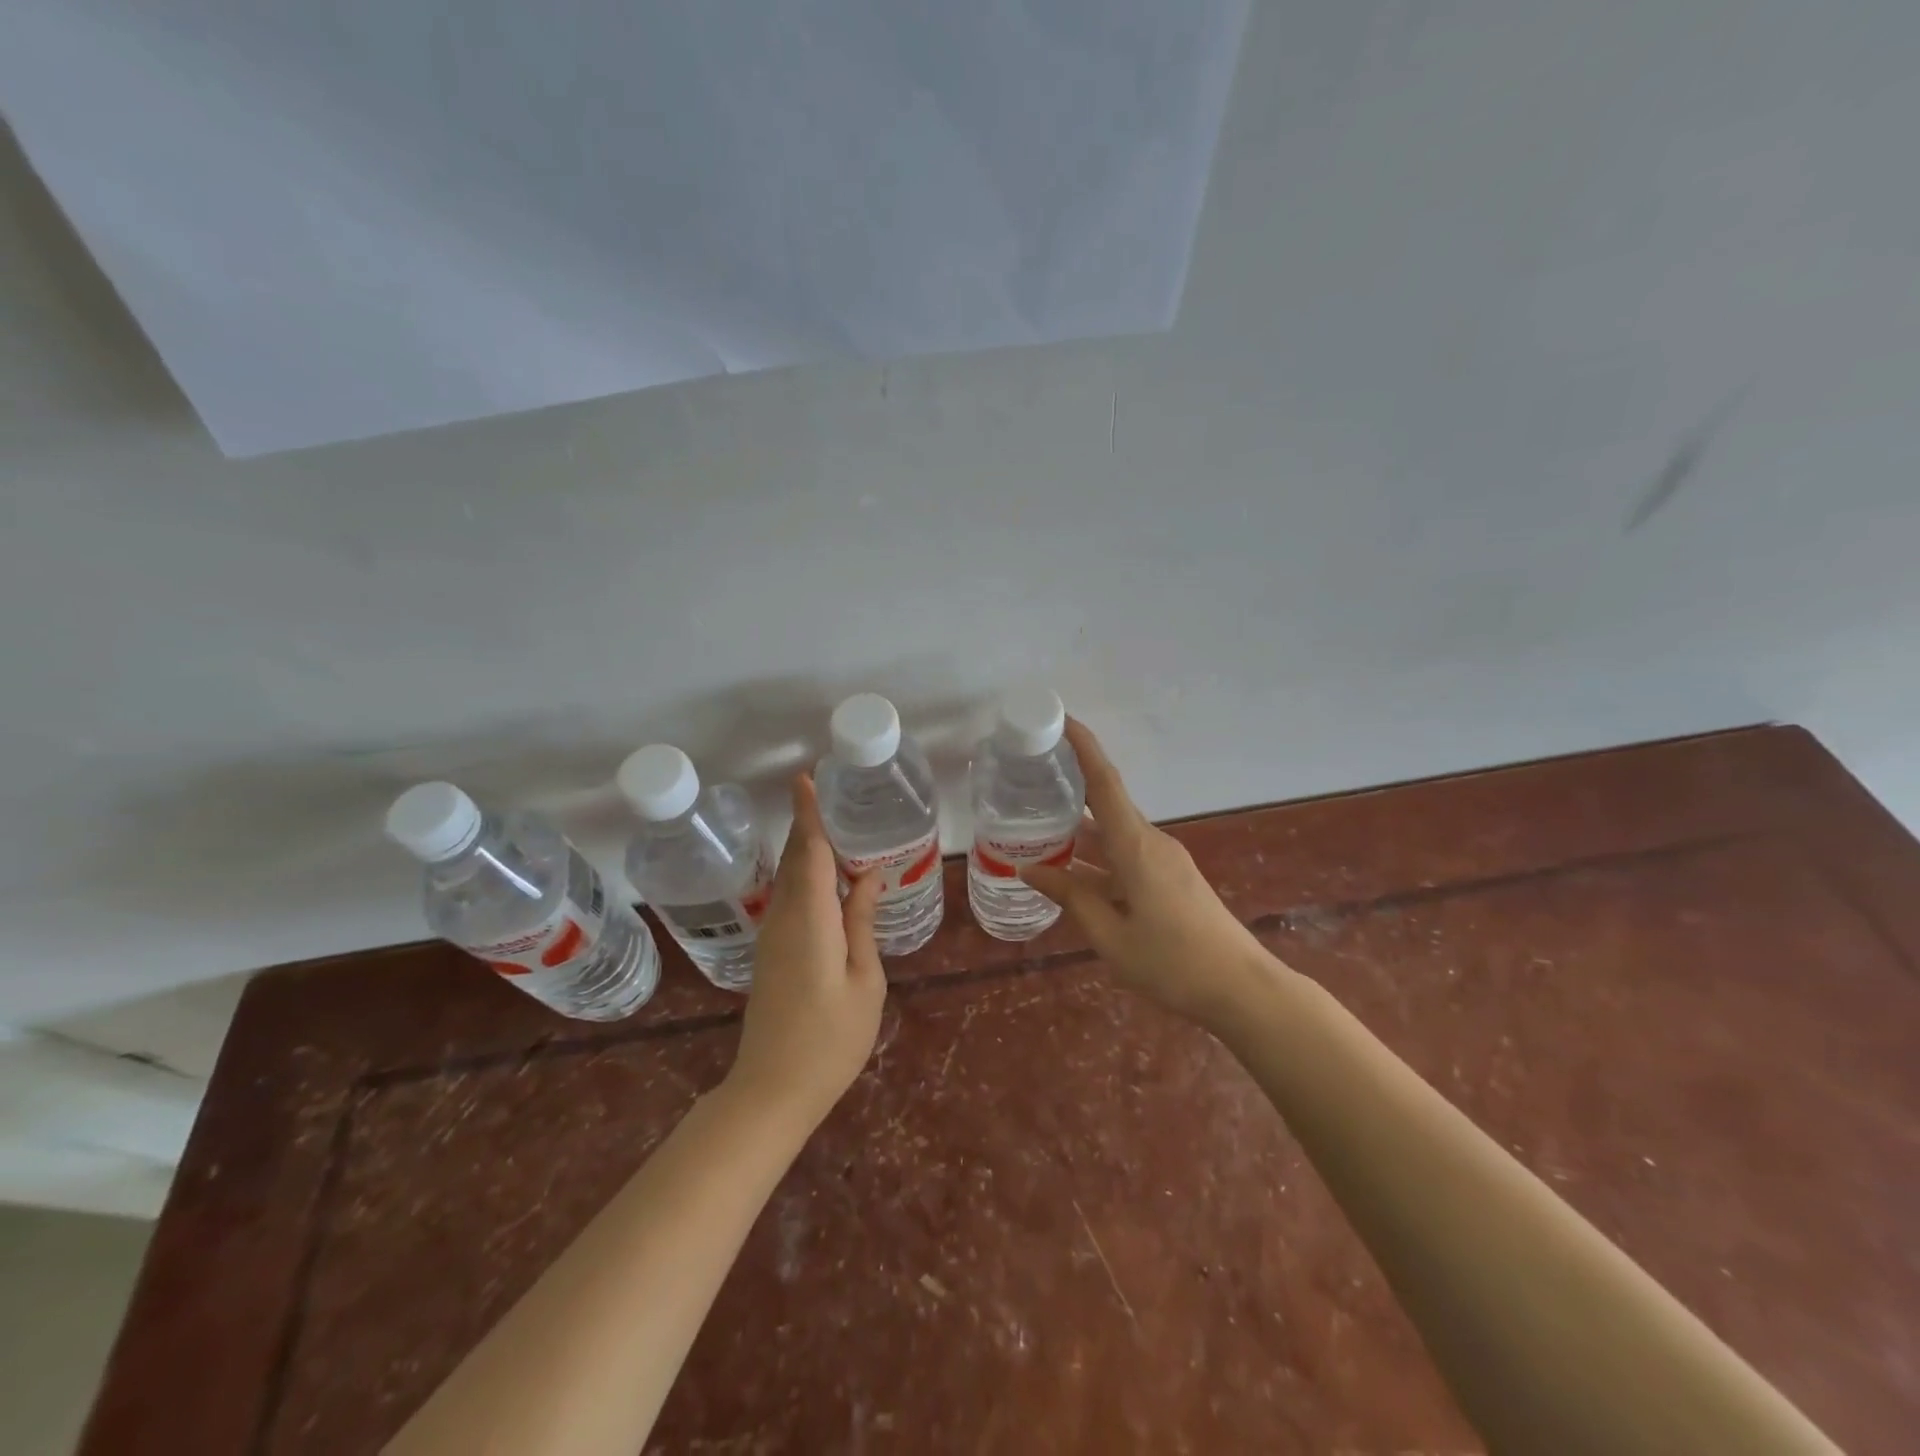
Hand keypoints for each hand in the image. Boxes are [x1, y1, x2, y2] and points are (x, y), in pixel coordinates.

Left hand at [725, 773, 886, 1130]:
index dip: (808, 814)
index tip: (806, 777)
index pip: (810, 853)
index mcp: (811, 920)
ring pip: (790, 878)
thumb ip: (861, 923)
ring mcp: (773, 936)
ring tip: (835, 824)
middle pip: (796, 859)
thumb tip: (866, 878)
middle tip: (828, 791)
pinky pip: (790, 898)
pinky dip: (806, 876)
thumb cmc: (830, 1038)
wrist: (772, 1089)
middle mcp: (785, 918)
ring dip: (807, 848)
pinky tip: (826, 877)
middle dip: (808, 823)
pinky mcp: (771, 952)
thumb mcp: (864, 980)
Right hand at [1021, 718, 1275, 1028]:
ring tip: (1036, 824)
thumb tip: (1028, 869)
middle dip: (1071, 786)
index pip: (1105, 783)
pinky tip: (1072, 869)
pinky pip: (1126, 853)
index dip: (1084, 747)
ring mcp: (1164, 860)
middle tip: (1028, 778)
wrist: (1241, 988)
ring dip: (1081, 827)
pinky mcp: (1170, 877)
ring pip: (1114, 832)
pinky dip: (1097, 853)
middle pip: (1107, 802)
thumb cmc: (1172, 962)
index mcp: (1136, 847)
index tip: (1061, 720)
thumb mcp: (1110, 935)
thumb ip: (1070, 896)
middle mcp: (1151, 842)